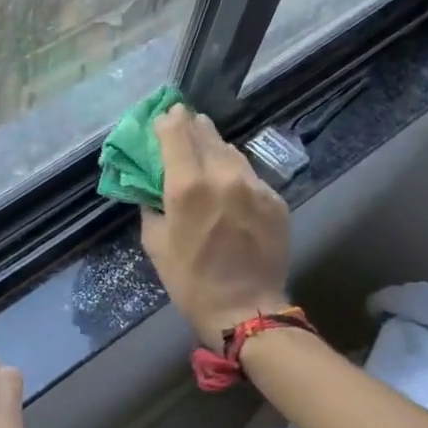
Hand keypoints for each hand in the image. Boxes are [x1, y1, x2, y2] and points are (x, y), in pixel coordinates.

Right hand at [140, 104, 291, 348]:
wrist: (245, 310)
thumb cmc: (189, 280)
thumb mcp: (155, 242)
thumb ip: (151, 205)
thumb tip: (151, 187)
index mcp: (187, 186)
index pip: (176, 131)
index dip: (168, 120)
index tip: (163, 118)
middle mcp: (223, 176)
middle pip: (206, 133)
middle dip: (192, 127)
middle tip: (183, 126)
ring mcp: (254, 186)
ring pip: (231, 151)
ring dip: (215, 147)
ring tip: (206, 153)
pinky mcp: (275, 200)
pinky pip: (250, 175)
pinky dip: (236, 173)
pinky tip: (230, 185)